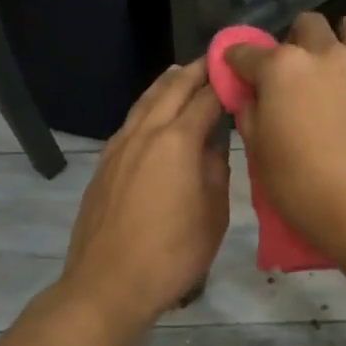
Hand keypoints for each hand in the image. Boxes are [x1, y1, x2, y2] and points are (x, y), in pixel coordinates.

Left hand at [55, 59, 230, 337]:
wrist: (108, 284)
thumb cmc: (172, 253)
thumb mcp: (213, 214)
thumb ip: (216, 170)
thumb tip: (215, 143)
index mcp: (177, 141)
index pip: (207, 98)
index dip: (225, 82)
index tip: (240, 70)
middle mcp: (146, 133)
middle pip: (172, 88)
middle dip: (195, 71)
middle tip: (214, 61)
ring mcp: (119, 146)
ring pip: (145, 101)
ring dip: (167, 83)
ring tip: (182, 73)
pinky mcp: (104, 163)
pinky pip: (131, 121)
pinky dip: (148, 106)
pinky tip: (153, 113)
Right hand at [227, 12, 345, 264]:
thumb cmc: (305, 187)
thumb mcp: (260, 156)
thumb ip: (252, 116)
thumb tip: (252, 97)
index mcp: (282, 69)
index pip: (247, 52)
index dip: (236, 61)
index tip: (237, 71)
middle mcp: (324, 54)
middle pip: (306, 25)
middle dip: (294, 40)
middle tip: (295, 72)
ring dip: (340, 37)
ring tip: (337, 65)